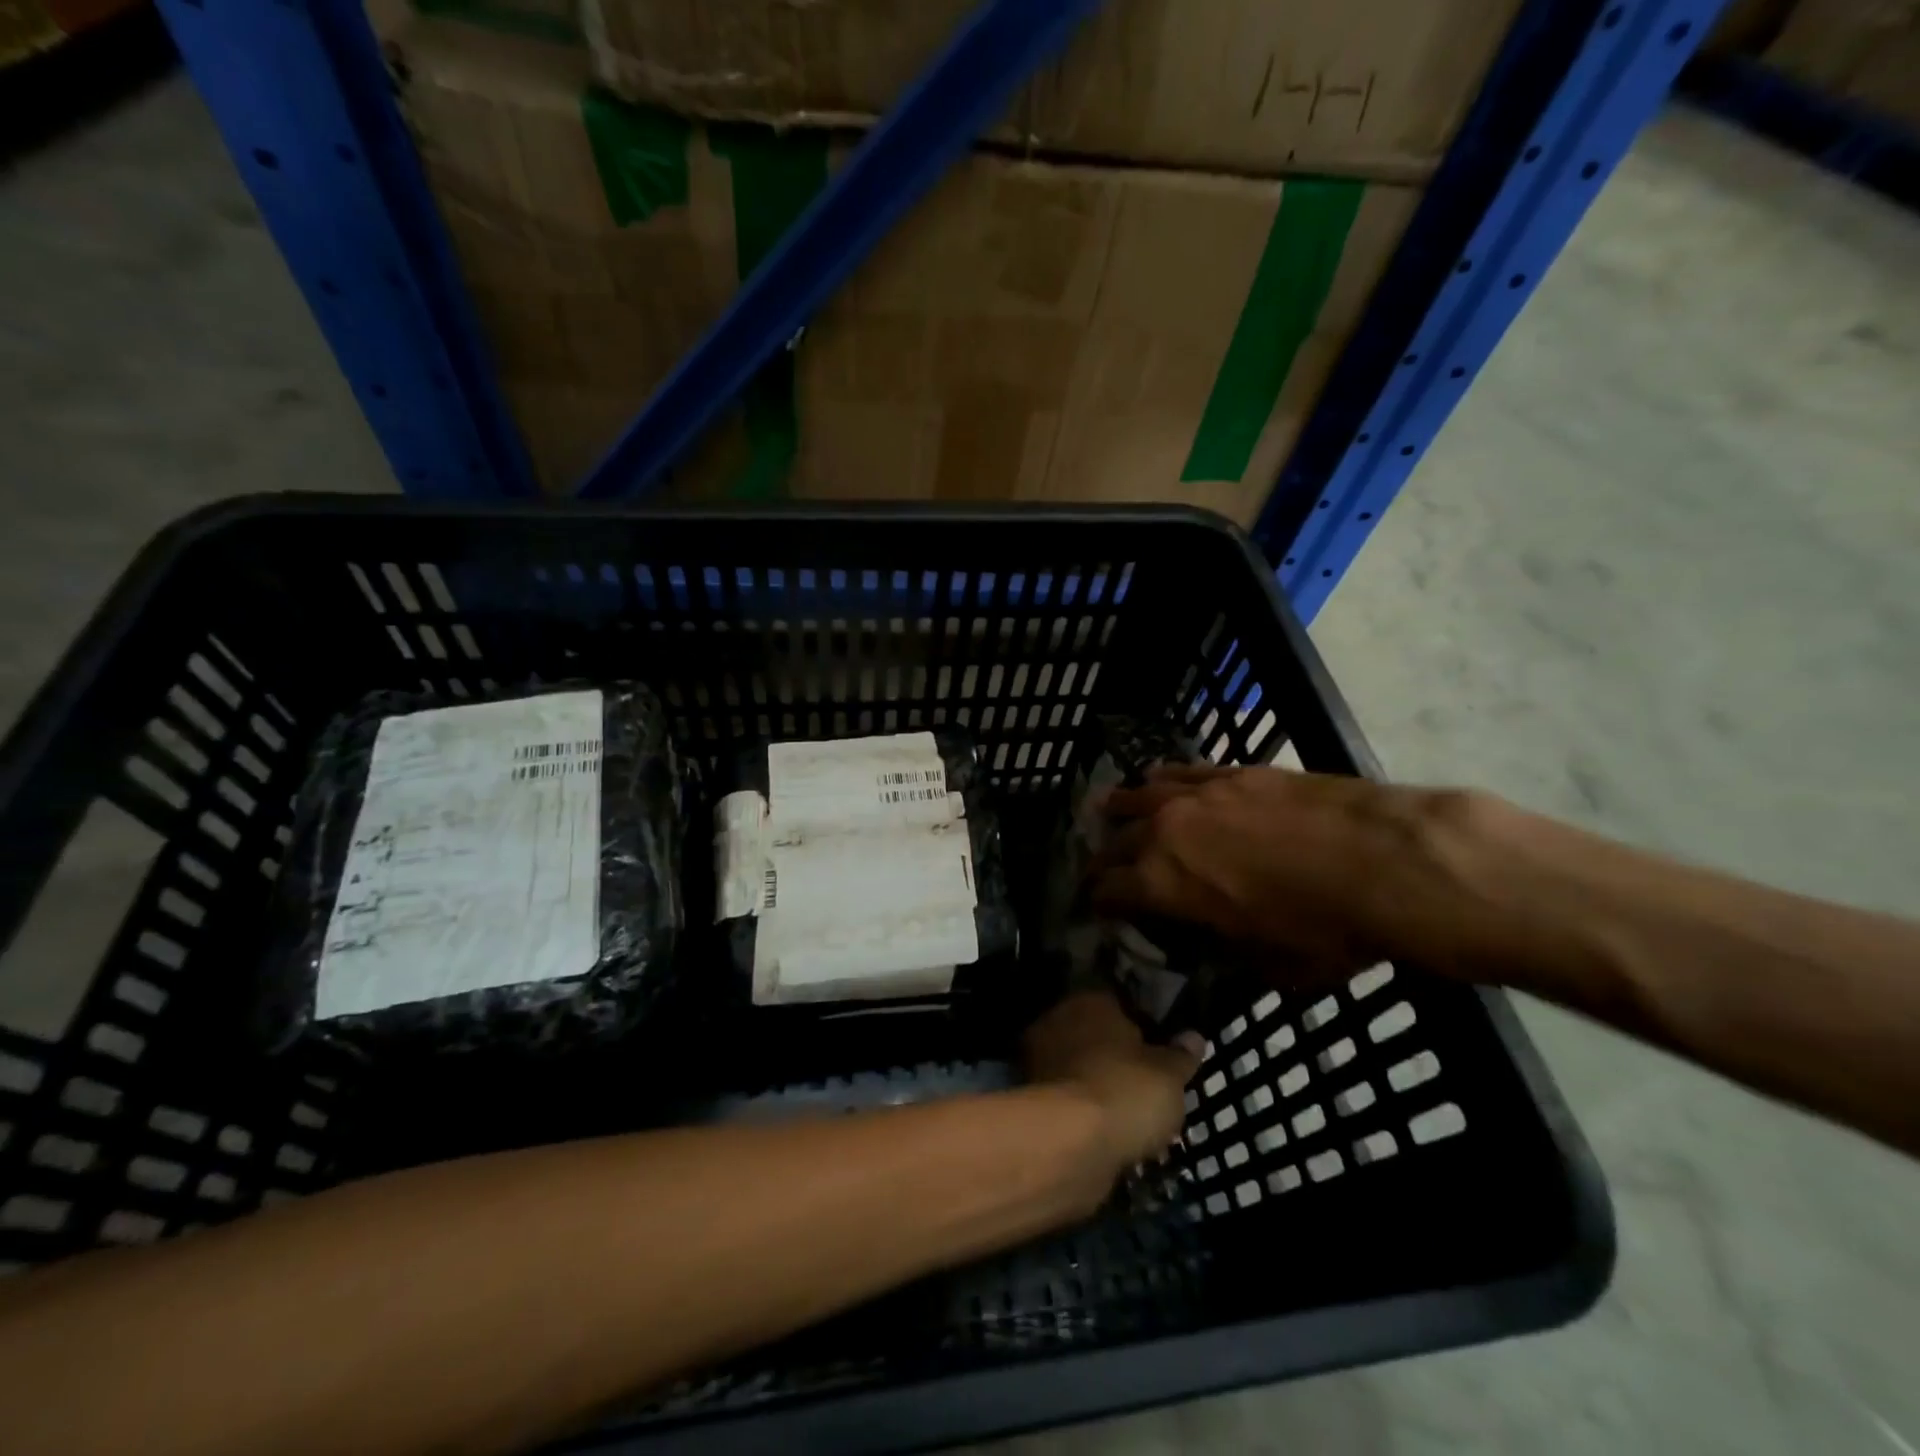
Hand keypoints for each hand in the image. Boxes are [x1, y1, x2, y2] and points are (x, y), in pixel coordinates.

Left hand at [1024, 992, 1202, 1174]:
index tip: (1160, 1053)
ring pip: (1080, 1071)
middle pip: (1095, 1037)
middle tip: (1147, 1088)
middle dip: (1116, 1059)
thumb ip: (1180, 1056)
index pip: (1118, 1004)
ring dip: (1099, 1089)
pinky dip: (1084, 1116)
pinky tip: (1107, 1135)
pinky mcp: (1032, 1101)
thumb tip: (1193, 1037)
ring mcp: (1040, 1060)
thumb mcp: (1170, 1075)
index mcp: (1090, 1001)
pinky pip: (1069, 1102)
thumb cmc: (1126, 1090)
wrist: (1071, 1143)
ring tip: (1131, 1119)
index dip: (1142, 1027)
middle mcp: (1058, 1021)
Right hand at [1086, 763, 1478, 979]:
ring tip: (1110, 812)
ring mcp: (1196, 794)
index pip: (1108, 890)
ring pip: (1138, 796)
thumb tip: (1217, 941)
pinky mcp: (1231, 772)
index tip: (1097, 907)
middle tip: (1100, 868)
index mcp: (1163, 884)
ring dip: (1121, 810)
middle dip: (1103, 859)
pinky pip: (1180, 771)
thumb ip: (1228, 950)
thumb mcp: (1270, 964)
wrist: (1386, 862)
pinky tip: (1157, 781)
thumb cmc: (1326, 929)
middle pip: (1115, 841)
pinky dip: (1162, 780)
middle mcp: (1165, 832)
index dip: (1098, 902)